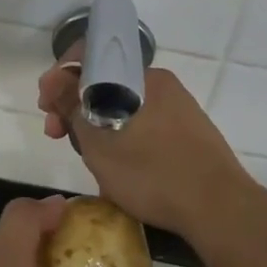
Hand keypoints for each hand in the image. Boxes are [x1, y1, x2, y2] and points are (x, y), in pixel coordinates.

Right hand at [38, 55, 259, 243]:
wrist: (221, 209)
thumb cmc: (153, 173)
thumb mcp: (99, 142)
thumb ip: (72, 105)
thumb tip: (55, 78)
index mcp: (141, 76)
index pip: (92, 56)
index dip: (61, 76)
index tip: (46, 107)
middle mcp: (161, 84)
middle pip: (106, 83)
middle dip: (76, 106)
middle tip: (57, 136)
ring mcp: (178, 109)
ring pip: (123, 107)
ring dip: (97, 126)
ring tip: (87, 160)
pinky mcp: (189, 133)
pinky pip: (144, 125)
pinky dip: (122, 138)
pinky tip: (117, 169)